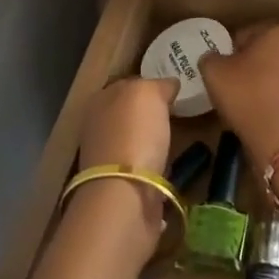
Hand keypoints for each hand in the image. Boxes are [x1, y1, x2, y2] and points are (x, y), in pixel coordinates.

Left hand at [71, 76, 178, 250]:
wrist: (124, 194)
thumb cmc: (134, 134)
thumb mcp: (148, 93)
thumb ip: (158, 85)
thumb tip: (168, 86)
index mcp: (101, 100)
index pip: (128, 85)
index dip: (149, 85)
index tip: (173, 90)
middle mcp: (99, 127)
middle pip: (129, 114)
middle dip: (150, 114)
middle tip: (180, 112)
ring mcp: (107, 159)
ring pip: (135, 141)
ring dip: (153, 141)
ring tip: (179, 139)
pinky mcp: (121, 187)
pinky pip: (144, 167)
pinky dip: (155, 167)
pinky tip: (170, 167)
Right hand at [197, 24, 278, 174]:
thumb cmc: (248, 96)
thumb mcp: (214, 73)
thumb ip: (209, 59)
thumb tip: (214, 59)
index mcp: (277, 31)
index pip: (243, 36)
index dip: (228, 53)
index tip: (221, 72)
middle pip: (262, 53)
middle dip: (247, 66)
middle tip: (230, 86)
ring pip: (275, 73)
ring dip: (261, 83)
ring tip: (245, 104)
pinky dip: (273, 99)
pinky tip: (262, 114)